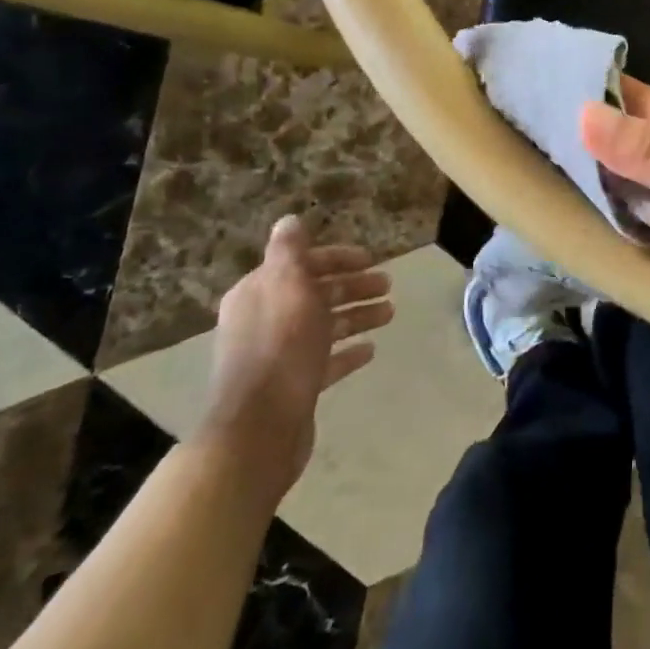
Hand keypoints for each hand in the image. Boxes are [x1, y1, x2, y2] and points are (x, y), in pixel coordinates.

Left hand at [195, 216, 393, 503]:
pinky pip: (325, 360)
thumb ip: (289, 252)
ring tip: (390, 314)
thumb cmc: (280, 348)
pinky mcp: (292, 385)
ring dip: (357, 315)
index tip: (371, 259)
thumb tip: (289, 220)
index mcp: (259, 293)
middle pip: (316, 294)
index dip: (337, 259)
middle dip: (353, 287)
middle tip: (388, 286)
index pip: (302, 264)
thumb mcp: (287, 287)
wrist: (260, 428)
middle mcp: (265, 320)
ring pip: (324, 325)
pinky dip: (347, 351)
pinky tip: (371, 349)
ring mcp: (278, 355)